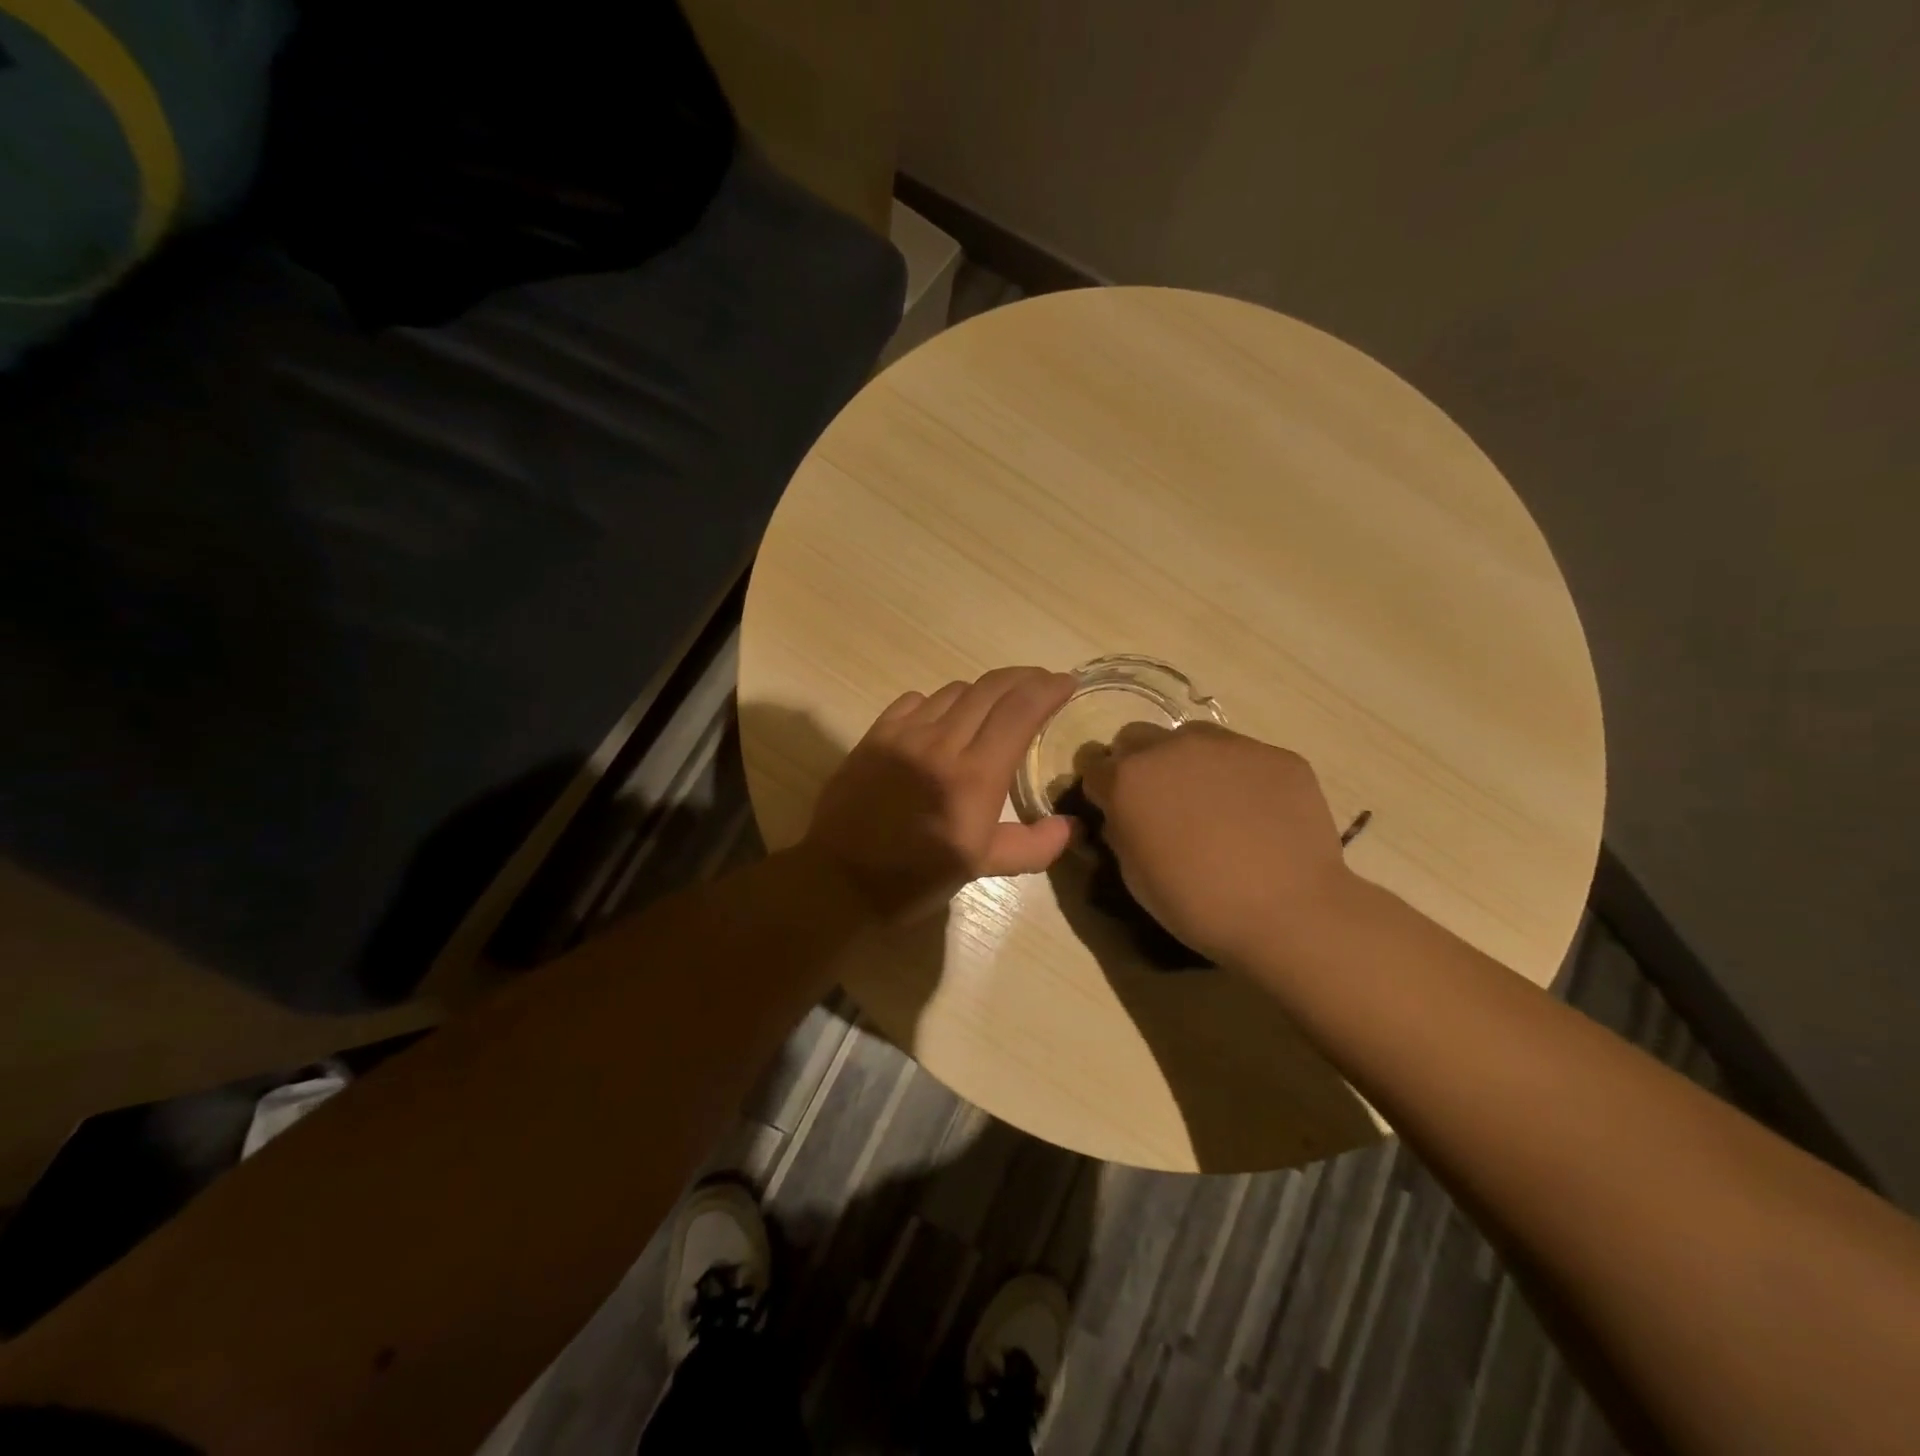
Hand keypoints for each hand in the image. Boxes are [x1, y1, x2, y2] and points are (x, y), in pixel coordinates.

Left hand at [803, 667, 1077, 921]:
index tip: (1066, 682)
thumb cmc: (915, 878)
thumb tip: (1071, 826)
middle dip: (1024, 678)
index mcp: (975, 776)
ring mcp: (904, 734)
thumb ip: (1033, 846)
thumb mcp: (981, 868)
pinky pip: (916, 700)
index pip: (1020, 711)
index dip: (1048, 689)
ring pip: (955, 691)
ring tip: (996, 704)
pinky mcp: (876, 735)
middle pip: (991, 689)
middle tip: (1041, 682)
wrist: (840, 879)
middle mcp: (942, 743)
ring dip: (984, 691)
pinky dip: (940, 701)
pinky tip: (943, 718)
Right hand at [1079, 721, 1356, 965]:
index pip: (1092, 762)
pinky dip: (1238, 776)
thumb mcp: (1133, 875)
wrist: (1288, 911)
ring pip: (1190, 737)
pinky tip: (1256, 813)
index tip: (1111, 806)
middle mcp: (1171, 747)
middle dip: (1137, 763)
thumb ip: (1120, 831)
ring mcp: (1227, 744)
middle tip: (1158, 802)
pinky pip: (1242, 755)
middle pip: (1135, 737)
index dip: (1099, 785)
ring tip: (1211, 803)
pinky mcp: (1274, 754)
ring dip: (1186, 761)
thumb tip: (1122, 815)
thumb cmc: (1196, 903)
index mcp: (1127, 779)